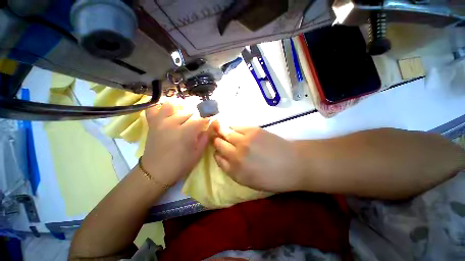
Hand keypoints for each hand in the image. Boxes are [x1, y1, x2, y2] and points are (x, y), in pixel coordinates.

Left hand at [141, 103, 209, 185]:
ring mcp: (160, 122)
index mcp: (186, 132)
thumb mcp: (198, 153)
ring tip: (185, 114)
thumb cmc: (180, 164)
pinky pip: (154, 109)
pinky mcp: (152, 124)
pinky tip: (167, 112)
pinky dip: (161, 107)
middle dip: (197, 115)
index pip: (201, 118)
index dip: (208, 118)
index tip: (212, 119)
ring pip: (172, 105)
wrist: (155, 172)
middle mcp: (173, 123)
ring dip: (181, 107)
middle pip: (189, 111)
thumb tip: (213, 125)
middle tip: (199, 122)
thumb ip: (206, 137)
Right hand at [211, 121, 303, 191]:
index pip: (217, 156)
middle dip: (216, 139)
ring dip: (222, 130)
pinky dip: (232, 127)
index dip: (216, 151)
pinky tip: (234, 129)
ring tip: (221, 129)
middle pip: (218, 142)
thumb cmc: (271, 177)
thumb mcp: (247, 181)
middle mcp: (236, 154)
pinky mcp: (253, 130)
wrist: (293, 164)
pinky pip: (236, 126)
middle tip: (217, 138)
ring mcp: (244, 140)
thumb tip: (219, 155)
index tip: (217, 149)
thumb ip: (230, 169)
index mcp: (235, 170)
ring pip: (226, 132)